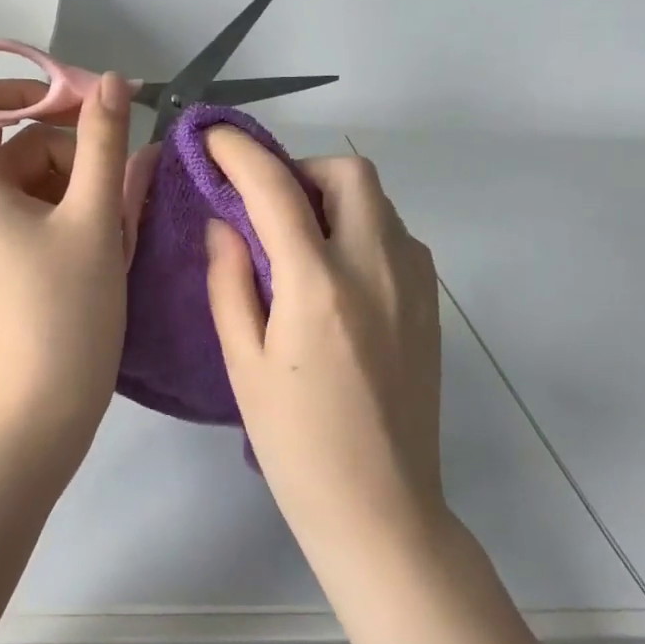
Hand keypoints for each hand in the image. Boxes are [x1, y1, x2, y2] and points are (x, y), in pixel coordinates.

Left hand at [0, 73, 133, 450]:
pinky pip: (44, 212)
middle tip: (121, 169)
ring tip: (120, 220)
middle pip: (18, 143)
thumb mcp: (94, 217)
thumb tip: (112, 82)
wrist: (47, 403)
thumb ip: (104, 142)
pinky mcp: (13, 258)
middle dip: (73, 147)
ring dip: (85, 183)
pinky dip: (78, 211)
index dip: (17, 90)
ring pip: (39, 179)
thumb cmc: (67, 307)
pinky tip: (111, 237)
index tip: (73, 99)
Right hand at [203, 132, 444, 550]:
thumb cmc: (295, 444)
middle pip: (349, 173)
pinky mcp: (431, 304)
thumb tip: (223, 223)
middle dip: (301, 169)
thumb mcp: (243, 363)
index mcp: (318, 286)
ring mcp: (414, 284)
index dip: (239, 152)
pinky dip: (360, 228)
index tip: (213, 136)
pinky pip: (395, 236)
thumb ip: (229, 281)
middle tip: (267, 205)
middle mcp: (376, 268)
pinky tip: (335, 273)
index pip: (275, 189)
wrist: (382, 507)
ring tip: (298, 240)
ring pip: (378, 202)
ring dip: (334, 198)